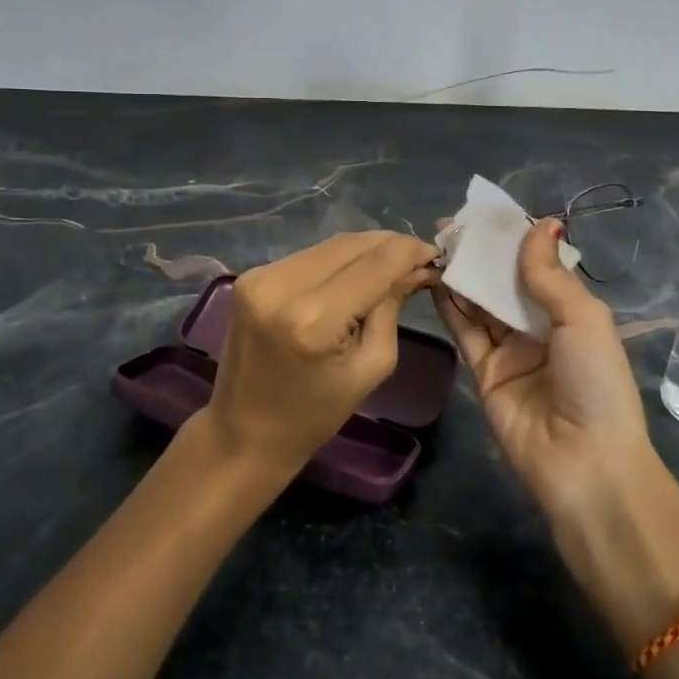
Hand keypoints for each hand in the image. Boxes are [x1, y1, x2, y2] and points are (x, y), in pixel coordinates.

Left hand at [208, 231, 439, 475]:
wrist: (244, 433)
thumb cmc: (314, 415)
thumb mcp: (370, 368)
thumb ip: (391, 308)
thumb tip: (414, 268)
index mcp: (313, 319)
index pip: (375, 264)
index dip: (409, 251)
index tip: (435, 254)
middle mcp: (282, 286)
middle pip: (351, 245)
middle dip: (390, 246)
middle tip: (419, 258)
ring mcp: (260, 277)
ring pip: (329, 246)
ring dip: (364, 250)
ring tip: (392, 265)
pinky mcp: (250, 277)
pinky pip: (308, 257)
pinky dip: (337, 261)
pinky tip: (355, 274)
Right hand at [432, 218, 654, 517]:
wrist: (585, 463)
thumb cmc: (595, 382)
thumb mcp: (582, 319)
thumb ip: (549, 274)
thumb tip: (541, 221)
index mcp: (571, 312)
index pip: (538, 266)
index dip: (513, 240)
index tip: (484, 214)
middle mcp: (539, 327)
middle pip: (505, 282)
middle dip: (481, 255)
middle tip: (450, 226)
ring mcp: (510, 350)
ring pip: (481, 303)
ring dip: (462, 275)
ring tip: (437, 244)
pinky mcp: (484, 372)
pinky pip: (465, 331)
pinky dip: (450, 306)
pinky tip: (435, 278)